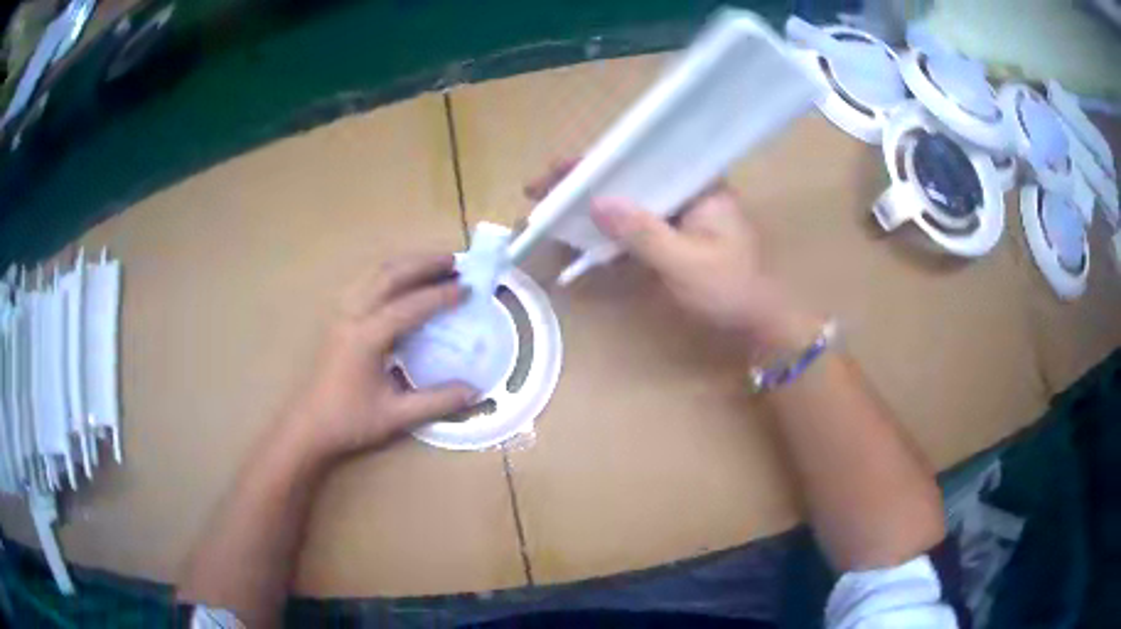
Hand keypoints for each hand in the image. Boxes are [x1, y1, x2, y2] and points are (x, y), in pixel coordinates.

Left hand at [284, 255, 476, 464]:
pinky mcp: (337, 318)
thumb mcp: (396, 416)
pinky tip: (401, 281)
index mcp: (366, 337)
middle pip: (389, 275)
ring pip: (373, 274)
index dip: (441, 295)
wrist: (309, 426)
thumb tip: (474, 390)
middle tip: (454, 260)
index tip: (468, 289)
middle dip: (423, 263)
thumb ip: (437, 401)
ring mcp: (341, 314)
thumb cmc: (349, 421)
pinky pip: (364, 283)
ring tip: (432, 263)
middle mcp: (352, 316)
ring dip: (405, 264)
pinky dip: (388, 273)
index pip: (410, 306)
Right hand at [526, 164, 821, 355]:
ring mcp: (681, 212)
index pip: (642, 158)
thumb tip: (596, 202)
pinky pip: (636, 221)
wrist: (757, 325)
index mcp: (699, 184)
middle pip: (631, 175)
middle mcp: (689, 189)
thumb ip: (644, 232)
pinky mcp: (675, 233)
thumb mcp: (686, 263)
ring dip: (592, 201)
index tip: (557, 170)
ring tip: (549, 205)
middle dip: (585, 180)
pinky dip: (609, 225)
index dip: (596, 162)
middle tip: (539, 189)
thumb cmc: (730, 292)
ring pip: (630, 197)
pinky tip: (580, 229)